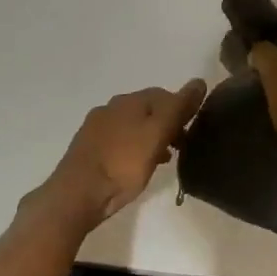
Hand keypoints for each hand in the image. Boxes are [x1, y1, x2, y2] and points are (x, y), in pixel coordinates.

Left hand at [36, 80, 208, 223]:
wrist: (77, 194)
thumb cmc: (123, 163)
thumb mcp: (157, 135)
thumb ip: (178, 108)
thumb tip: (199, 81)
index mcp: (129, 101)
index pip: (164, 94)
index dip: (182, 109)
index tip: (193, 131)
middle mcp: (111, 107)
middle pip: (147, 109)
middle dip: (166, 124)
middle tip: (181, 147)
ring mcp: (96, 128)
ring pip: (133, 126)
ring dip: (151, 137)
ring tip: (164, 159)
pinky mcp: (88, 149)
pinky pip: (119, 142)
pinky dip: (134, 149)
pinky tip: (138, 166)